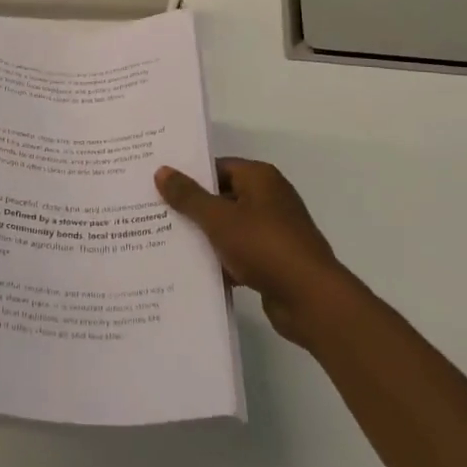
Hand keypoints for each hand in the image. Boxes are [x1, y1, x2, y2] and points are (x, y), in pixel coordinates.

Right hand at [156, 158, 351, 347]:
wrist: (310, 299)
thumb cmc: (264, 246)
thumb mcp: (219, 218)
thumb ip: (189, 196)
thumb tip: (162, 170)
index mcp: (260, 178)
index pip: (217, 167)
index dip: (189, 176)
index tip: (160, 186)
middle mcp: (269, 198)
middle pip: (222, 196)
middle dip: (193, 208)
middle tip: (156, 213)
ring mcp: (274, 230)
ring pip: (230, 227)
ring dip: (206, 236)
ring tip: (167, 242)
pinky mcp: (275, 260)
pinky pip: (240, 252)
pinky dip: (221, 259)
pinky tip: (194, 270)